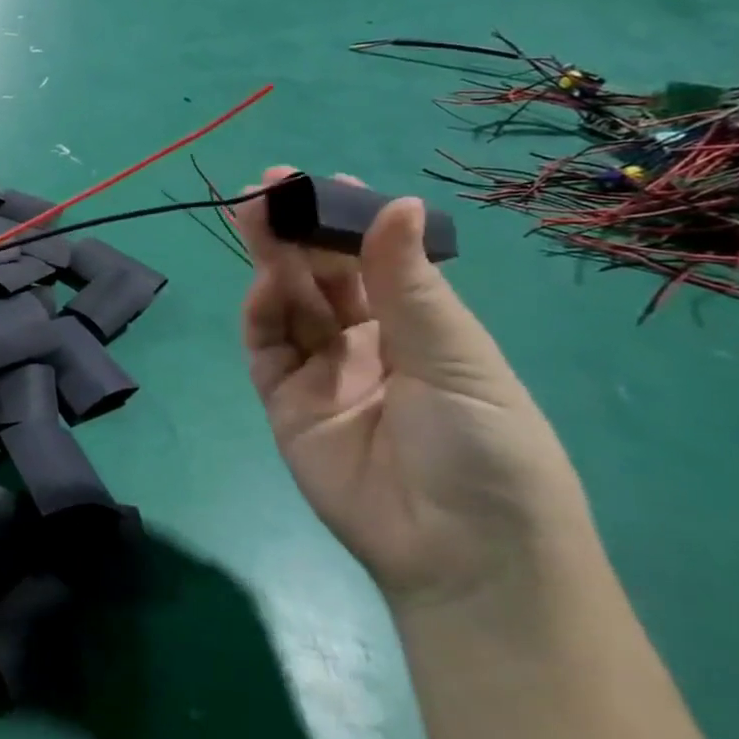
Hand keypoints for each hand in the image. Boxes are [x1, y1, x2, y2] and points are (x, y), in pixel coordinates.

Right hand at [234, 167, 594, 611]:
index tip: (325, 183)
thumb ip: (409, 284)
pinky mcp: (285, 404)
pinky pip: (267, 348)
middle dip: (296, 231)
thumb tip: (401, 202)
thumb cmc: (484, 447)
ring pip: (288, 304)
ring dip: (271, 260)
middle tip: (268, 186)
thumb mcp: (456, 357)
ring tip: (254, 216)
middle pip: (320, 277)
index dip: (350, 222)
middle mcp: (366, 344)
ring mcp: (321, 373)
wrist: (461, 556)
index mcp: (420, 330)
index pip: (374, 263)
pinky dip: (260, 312)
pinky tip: (263, 283)